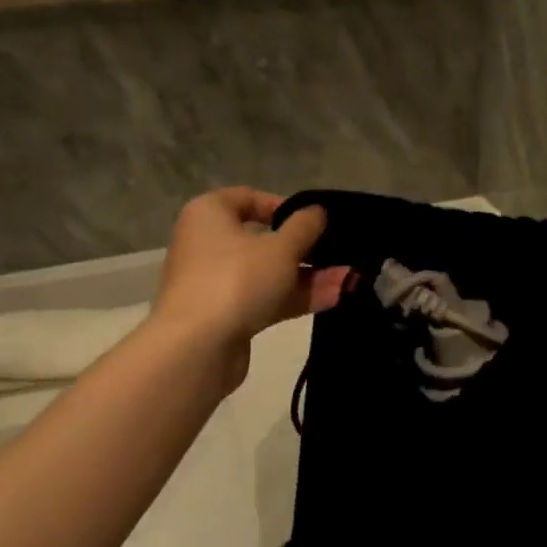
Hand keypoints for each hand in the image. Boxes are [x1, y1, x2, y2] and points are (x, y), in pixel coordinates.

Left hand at [151, 189, 347, 385]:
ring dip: (308, 276)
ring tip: (349, 278)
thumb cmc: (236, 279)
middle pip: (262, 239)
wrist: (197, 348)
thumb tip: (318, 211)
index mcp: (209, 214)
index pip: (248, 198)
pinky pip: (265, 298)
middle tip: (338, 251)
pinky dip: (295, 297)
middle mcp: (207, 244)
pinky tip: (334, 297)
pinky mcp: (226, 315)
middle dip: (305, 248)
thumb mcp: (281, 247)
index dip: (284, 206)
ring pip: (268, 272)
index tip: (314, 220)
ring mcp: (216, 282)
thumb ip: (305, 226)